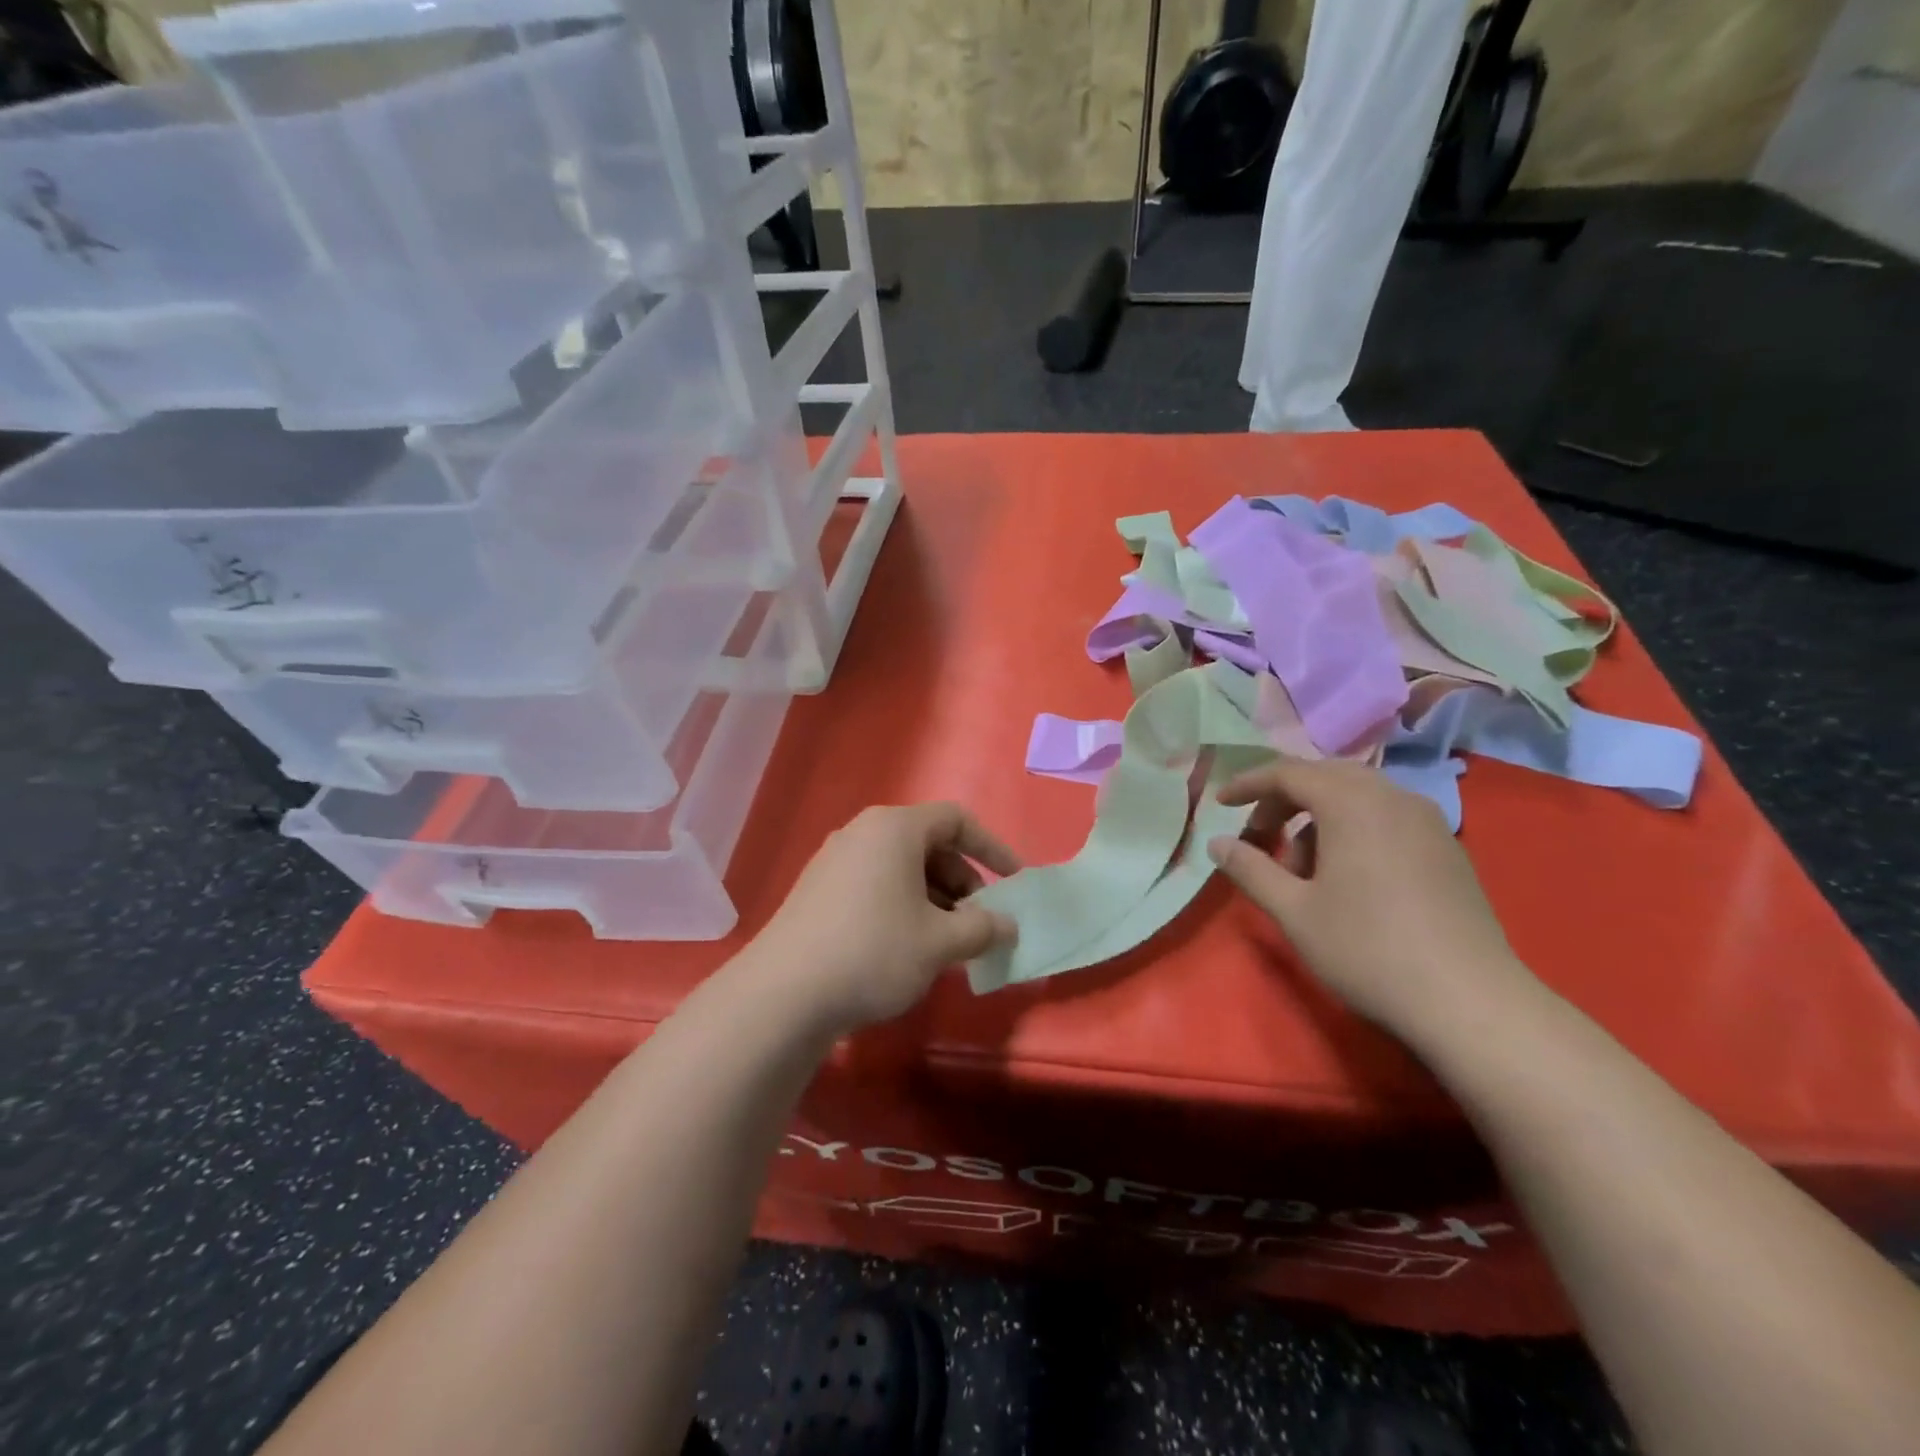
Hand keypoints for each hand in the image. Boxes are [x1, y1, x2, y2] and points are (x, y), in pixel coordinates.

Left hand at [748, 803, 1020, 1031]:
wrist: (783, 994)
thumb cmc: (874, 952)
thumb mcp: (940, 943)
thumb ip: (983, 929)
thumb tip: (1007, 925)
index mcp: (895, 828)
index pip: (957, 820)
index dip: (993, 848)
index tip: (1014, 882)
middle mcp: (863, 832)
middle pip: (929, 845)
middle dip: (963, 882)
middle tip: (978, 923)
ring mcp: (835, 860)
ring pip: (902, 868)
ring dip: (935, 899)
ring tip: (948, 943)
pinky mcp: (818, 890)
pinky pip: (876, 884)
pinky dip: (903, 906)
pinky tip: (909, 948)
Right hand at [1206, 759, 1534, 1041]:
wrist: (1470, 1002)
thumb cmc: (1367, 949)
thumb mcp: (1294, 910)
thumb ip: (1250, 869)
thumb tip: (1217, 843)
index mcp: (1352, 803)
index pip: (1288, 773)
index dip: (1249, 784)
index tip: (1220, 804)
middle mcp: (1393, 797)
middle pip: (1325, 777)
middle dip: (1284, 800)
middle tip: (1259, 836)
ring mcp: (1428, 821)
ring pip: (1358, 797)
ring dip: (1319, 819)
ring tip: (1303, 872)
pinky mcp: (1447, 848)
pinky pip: (1386, 818)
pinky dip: (1353, 830)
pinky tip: (1347, 879)